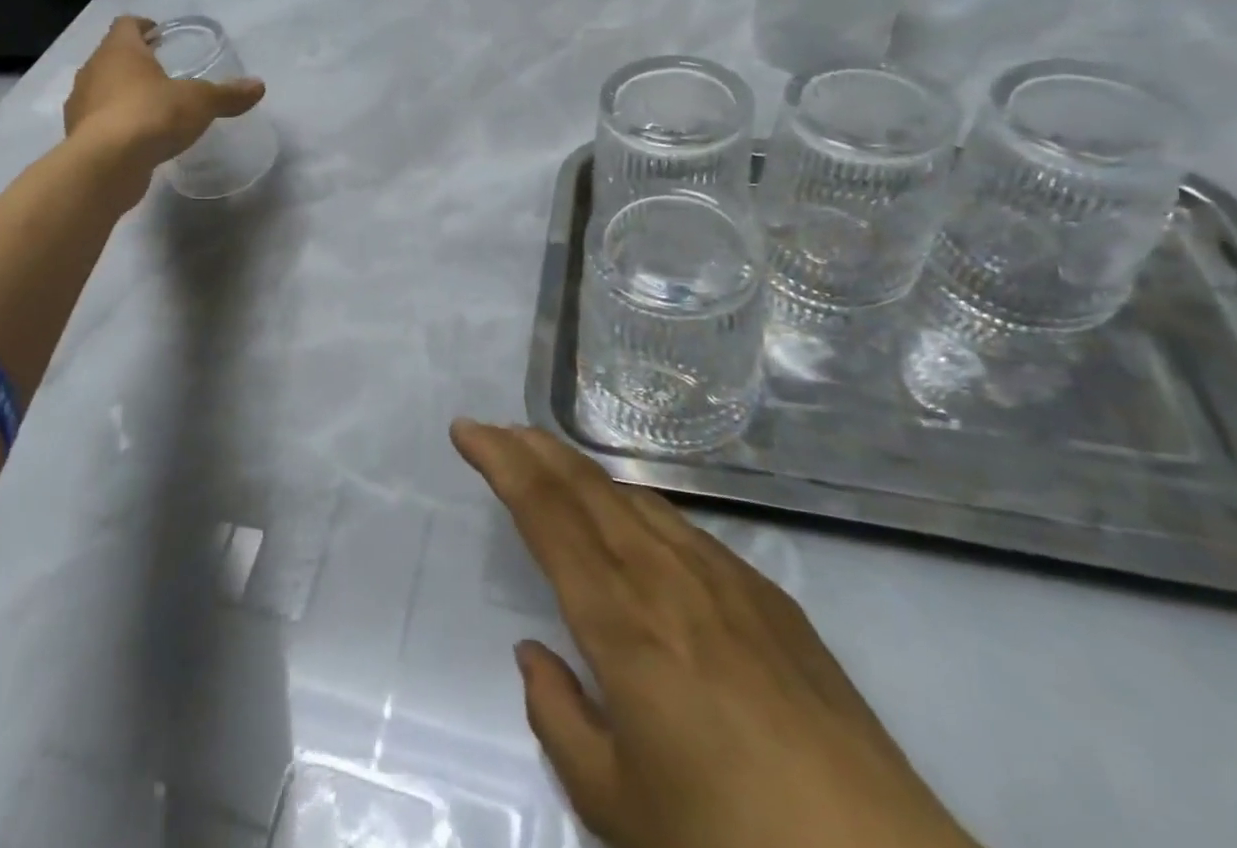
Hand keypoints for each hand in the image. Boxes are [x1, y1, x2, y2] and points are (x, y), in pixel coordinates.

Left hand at [64, 16, 265, 169]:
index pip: (126, 25)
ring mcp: (80, 104)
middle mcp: (94, 71)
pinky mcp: (79, 137)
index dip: (143, 26)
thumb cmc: (152, 115)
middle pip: (112, 56)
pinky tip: (138, 138)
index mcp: (119, 51)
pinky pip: (99, 121)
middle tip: (161, 72)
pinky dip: (116, 124)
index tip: (159, 35)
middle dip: (134, 62)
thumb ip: (227, 94)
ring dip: (122, 94)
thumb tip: (258, 85)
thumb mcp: (200, 102)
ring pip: (102, 89)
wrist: (106, 165)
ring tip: (151, 107)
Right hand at [452, 422, 980, 847]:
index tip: (466, 430)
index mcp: (621, 620)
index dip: (500, 461)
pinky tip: (636, 528)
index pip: (545, 512)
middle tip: (497, 430)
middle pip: (586, 485)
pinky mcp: (770, 596)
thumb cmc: (731, 847)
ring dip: (583, 474)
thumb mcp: (617, 809)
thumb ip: (559, 720)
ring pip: (636, 498)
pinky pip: (684, 530)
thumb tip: (534, 656)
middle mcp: (667, 576)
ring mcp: (725, 578)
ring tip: (553, 469)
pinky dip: (638, 509)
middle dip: (533, 447)